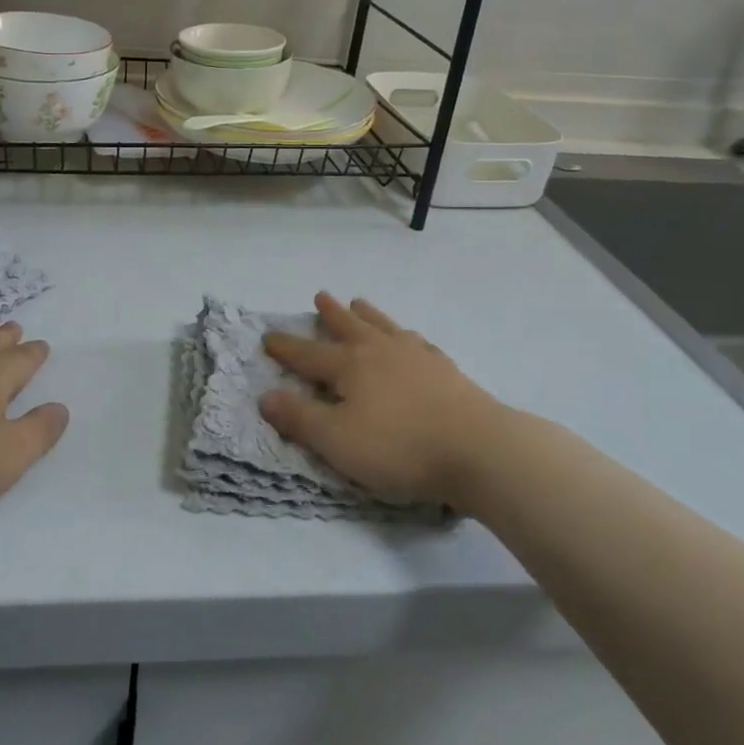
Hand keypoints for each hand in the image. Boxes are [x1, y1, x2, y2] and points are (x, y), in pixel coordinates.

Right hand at [260, 293, 513, 506]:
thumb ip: (300, 418)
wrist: (478, 448)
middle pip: (350, 327)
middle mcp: (381, 351)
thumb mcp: (337, 441)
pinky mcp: (446, 370)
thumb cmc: (399, 447)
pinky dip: (406, 336)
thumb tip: (265, 396)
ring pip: (384, 327)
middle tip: (321, 296)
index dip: (286, 347)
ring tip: (359, 301)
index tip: (268, 336)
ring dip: (369, 314)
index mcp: (351, 366)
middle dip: (331, 315)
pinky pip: (418, 342)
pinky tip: (411, 339)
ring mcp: (417, 356)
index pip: (309, 354)